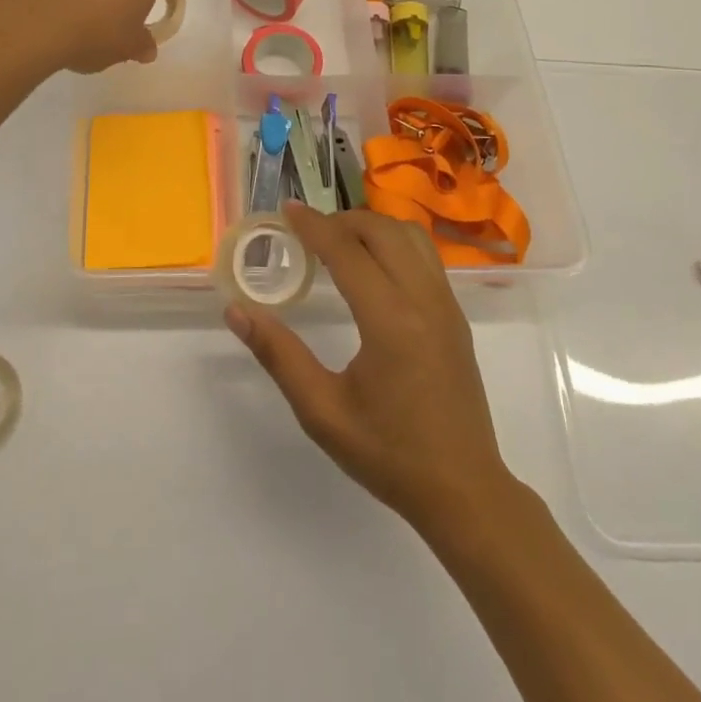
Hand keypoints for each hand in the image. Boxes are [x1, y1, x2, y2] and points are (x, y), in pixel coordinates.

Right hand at [226, 205, 515, 537]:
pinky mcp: (456, 315)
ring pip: (409, 235)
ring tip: (339, 243)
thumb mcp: (322, 411)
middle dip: (341, 220)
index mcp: (390, 321)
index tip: (286, 210)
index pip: (347, 250)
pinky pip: (425, 255)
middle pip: (382, 230)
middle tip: (307, 232)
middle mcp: (423, 300)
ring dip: (372, 227)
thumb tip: (236, 311)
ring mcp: (446, 305)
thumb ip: (278, 354)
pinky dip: (394, 242)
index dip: (313, 225)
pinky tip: (373, 266)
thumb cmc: (388, 454)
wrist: (464, 491)